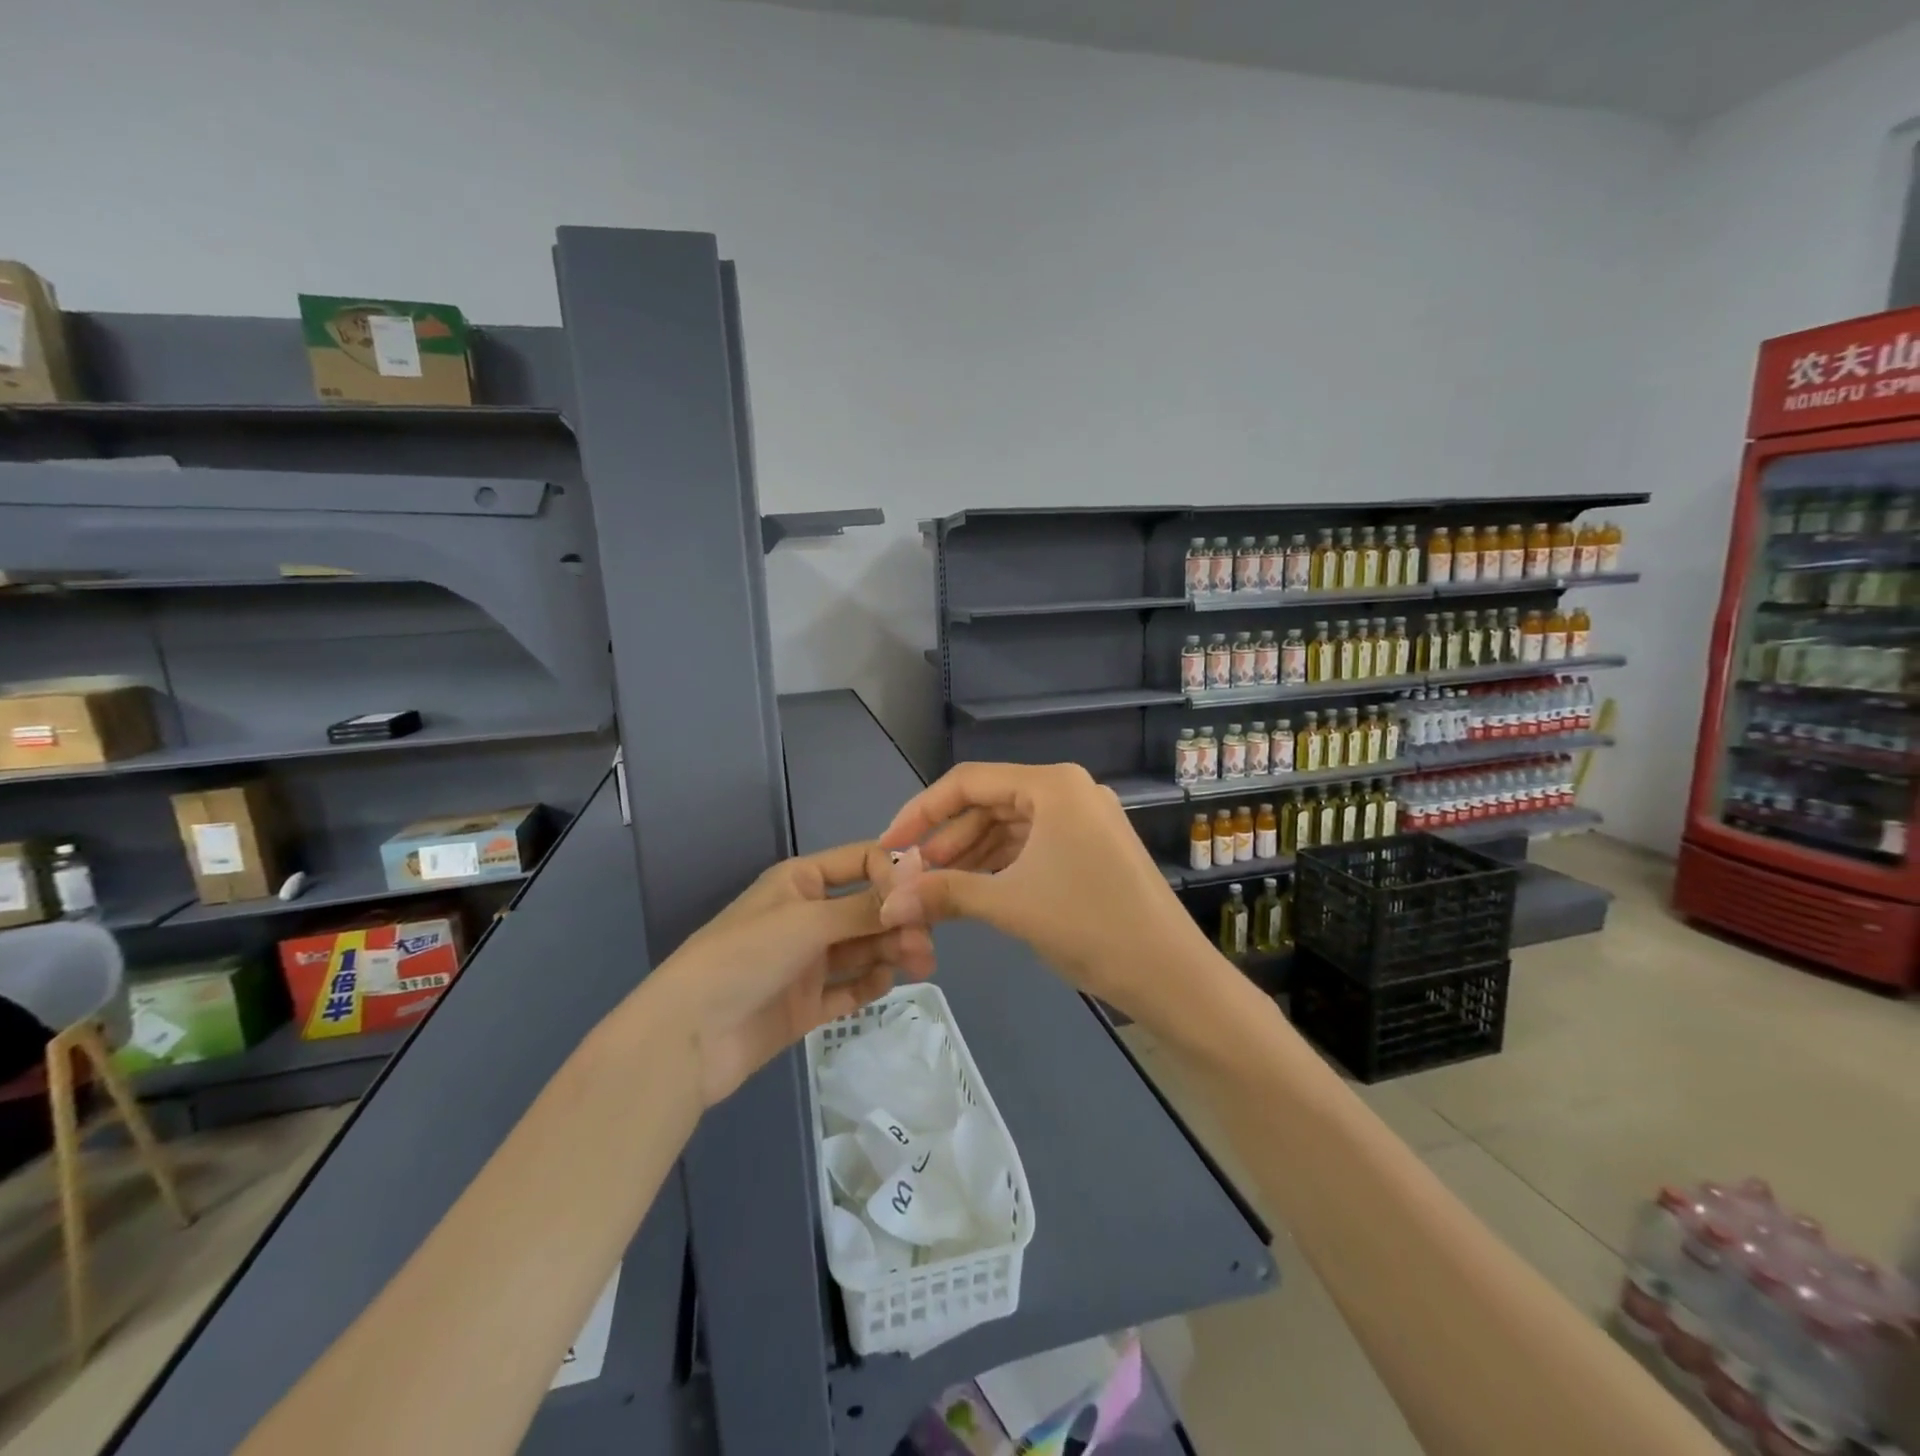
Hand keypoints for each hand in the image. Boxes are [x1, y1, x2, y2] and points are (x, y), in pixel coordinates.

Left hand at [652, 842, 935, 1106]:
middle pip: (868, 909)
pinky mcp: (806, 1004)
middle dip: (899, 920)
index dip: (894, 874)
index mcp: (801, 882)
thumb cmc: (746, 957)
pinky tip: (885, 983)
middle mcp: (807, 917)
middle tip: (925, 944)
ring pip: (863, 949)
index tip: (923, 896)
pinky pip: (849, 988)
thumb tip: (917, 878)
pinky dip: (870, 983)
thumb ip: (864, 906)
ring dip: (892, 950)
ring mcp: (807, 963)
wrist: (688, 1036)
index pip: (861, 862)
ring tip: (919, 964)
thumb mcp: (808, 921)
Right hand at [874, 762, 1212, 1021]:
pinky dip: (1001, 865)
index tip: (890, 845)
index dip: (922, 811)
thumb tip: (889, 902)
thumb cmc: (1089, 925)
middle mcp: (1069, 790)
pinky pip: (1033, 846)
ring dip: (971, 856)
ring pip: (1010, 827)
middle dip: (947, 840)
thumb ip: (945, 893)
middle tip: (911, 876)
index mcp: (1052, 785)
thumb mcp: (1010, 904)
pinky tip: (973, 891)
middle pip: (990, 803)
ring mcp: (1085, 818)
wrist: (1170, 975)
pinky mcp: (1093, 847)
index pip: (969, 782)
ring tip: (935, 888)